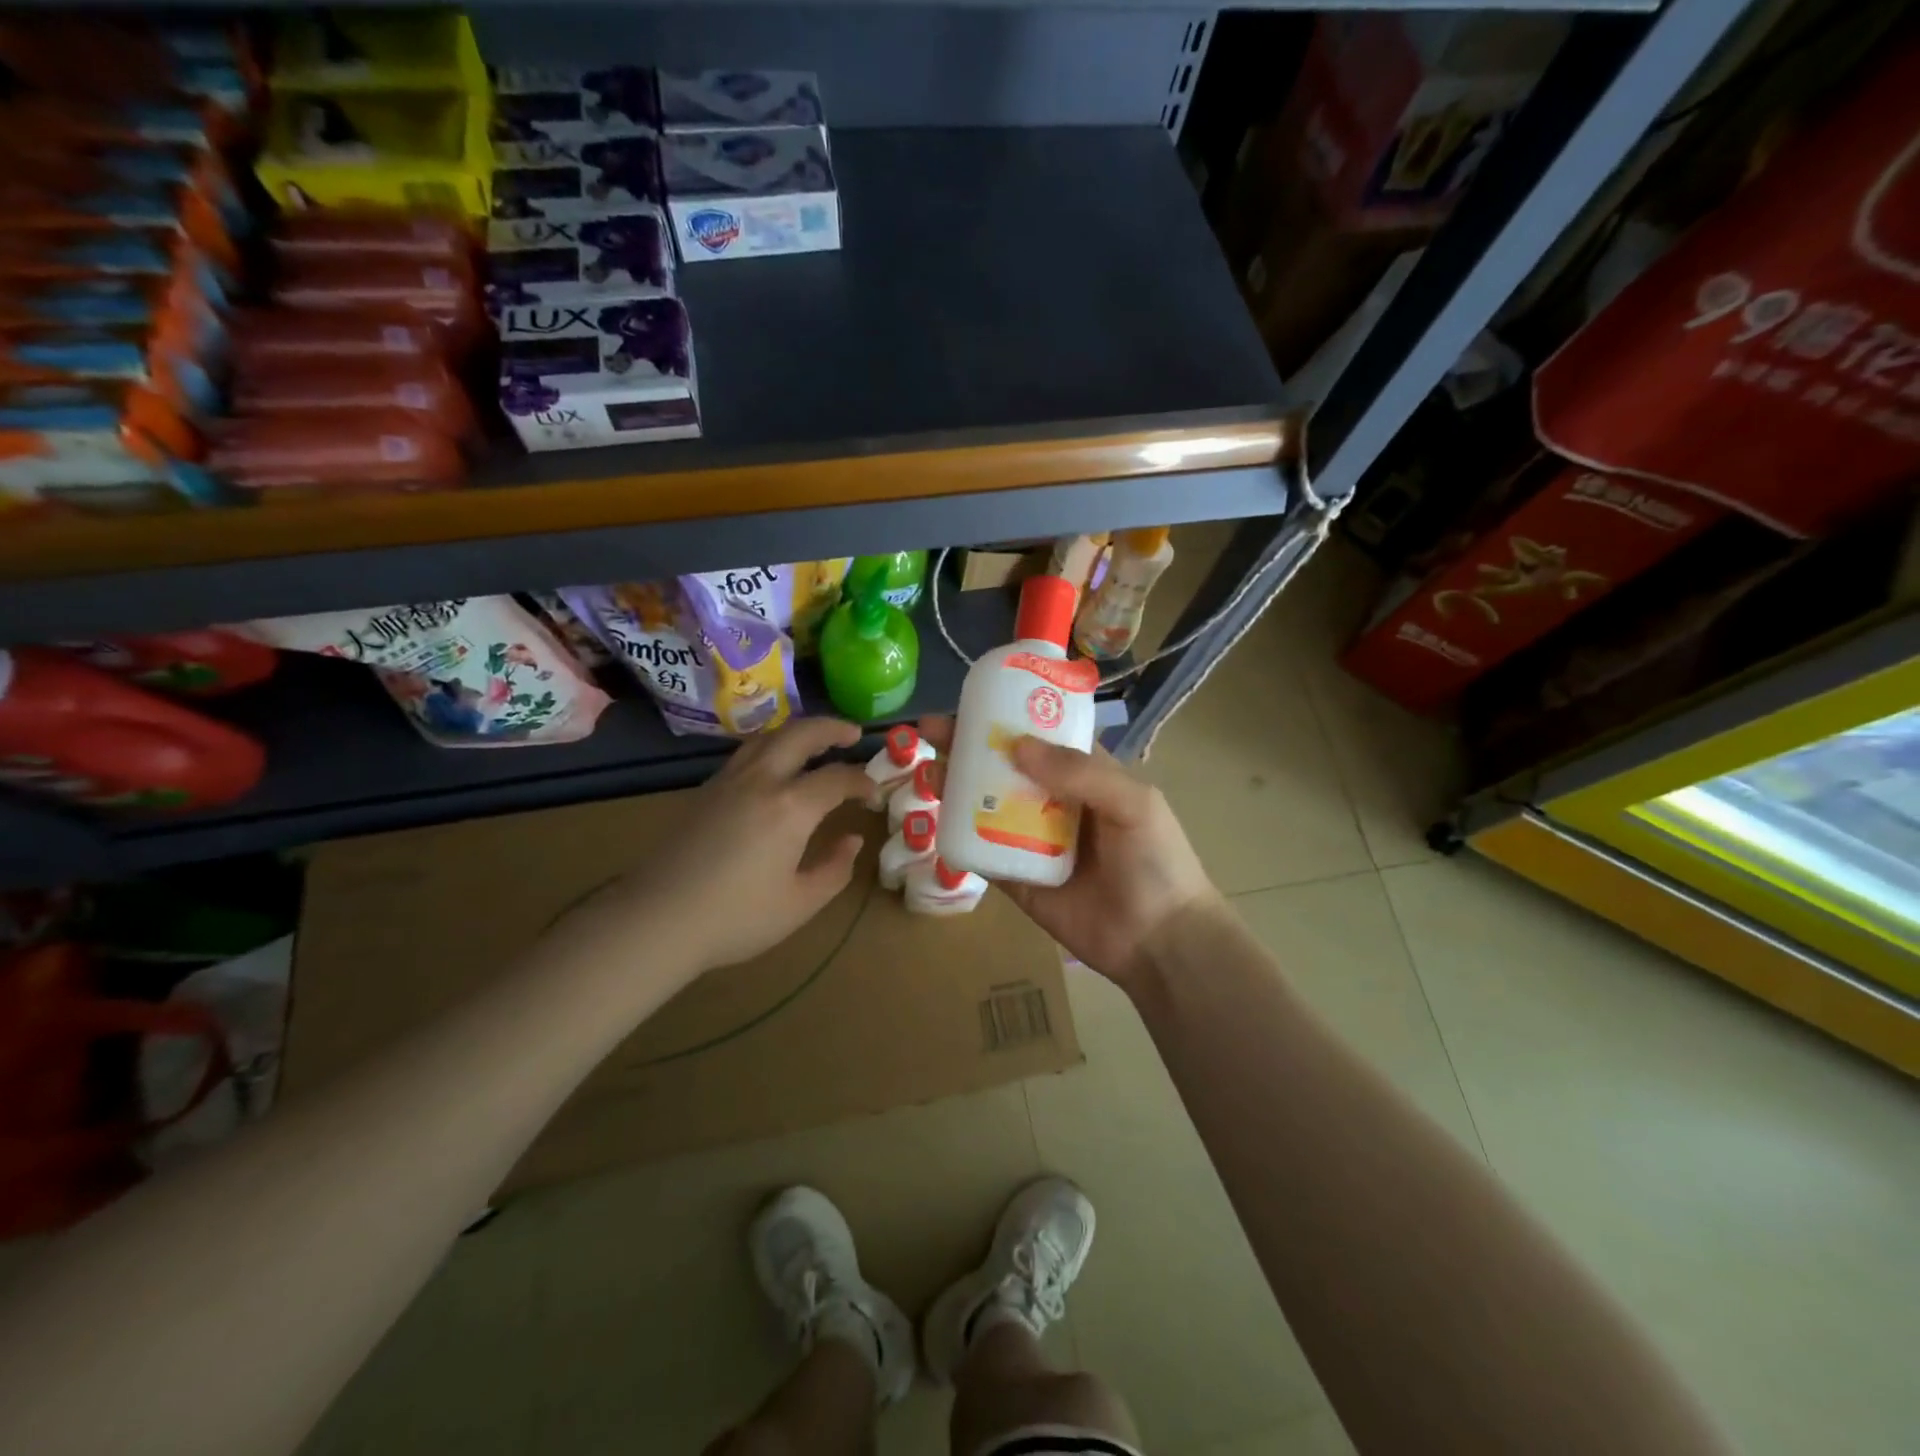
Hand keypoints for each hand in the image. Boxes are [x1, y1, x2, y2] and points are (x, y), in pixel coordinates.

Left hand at [555, 717, 870, 973]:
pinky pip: (746, 754)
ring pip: (768, 738)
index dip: (862, 781)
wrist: (656, 919)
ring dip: (798, 732)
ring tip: (815, 742)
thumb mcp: (800, 903)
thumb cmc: (736, 918)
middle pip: (801, 734)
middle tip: (853, 733)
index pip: (837, 778)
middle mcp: (761, 781)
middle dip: (832, 728)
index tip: (875, 792)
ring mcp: (728, 781)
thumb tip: (853, 840)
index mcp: (791, 807)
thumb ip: (835, 868)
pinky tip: (774, 768)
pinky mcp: (704, 791)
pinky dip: (771, 747)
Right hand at [919, 716, 1221, 988]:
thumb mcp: (1132, 803)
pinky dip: (960, 836)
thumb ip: (1080, 771)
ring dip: (958, 786)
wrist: (1159, 942)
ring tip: (929, 769)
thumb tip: (1016, 745)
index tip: (972, 702)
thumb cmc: (1155, 861)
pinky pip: (984, 853)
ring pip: (988, 806)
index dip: (1009, 716)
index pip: (1042, 736)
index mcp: (1086, 775)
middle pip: (1006, 767)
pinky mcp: (1017, 879)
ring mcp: (1033, 841)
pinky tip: (937, 818)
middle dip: (970, 747)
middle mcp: (1055, 801)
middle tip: (930, 730)